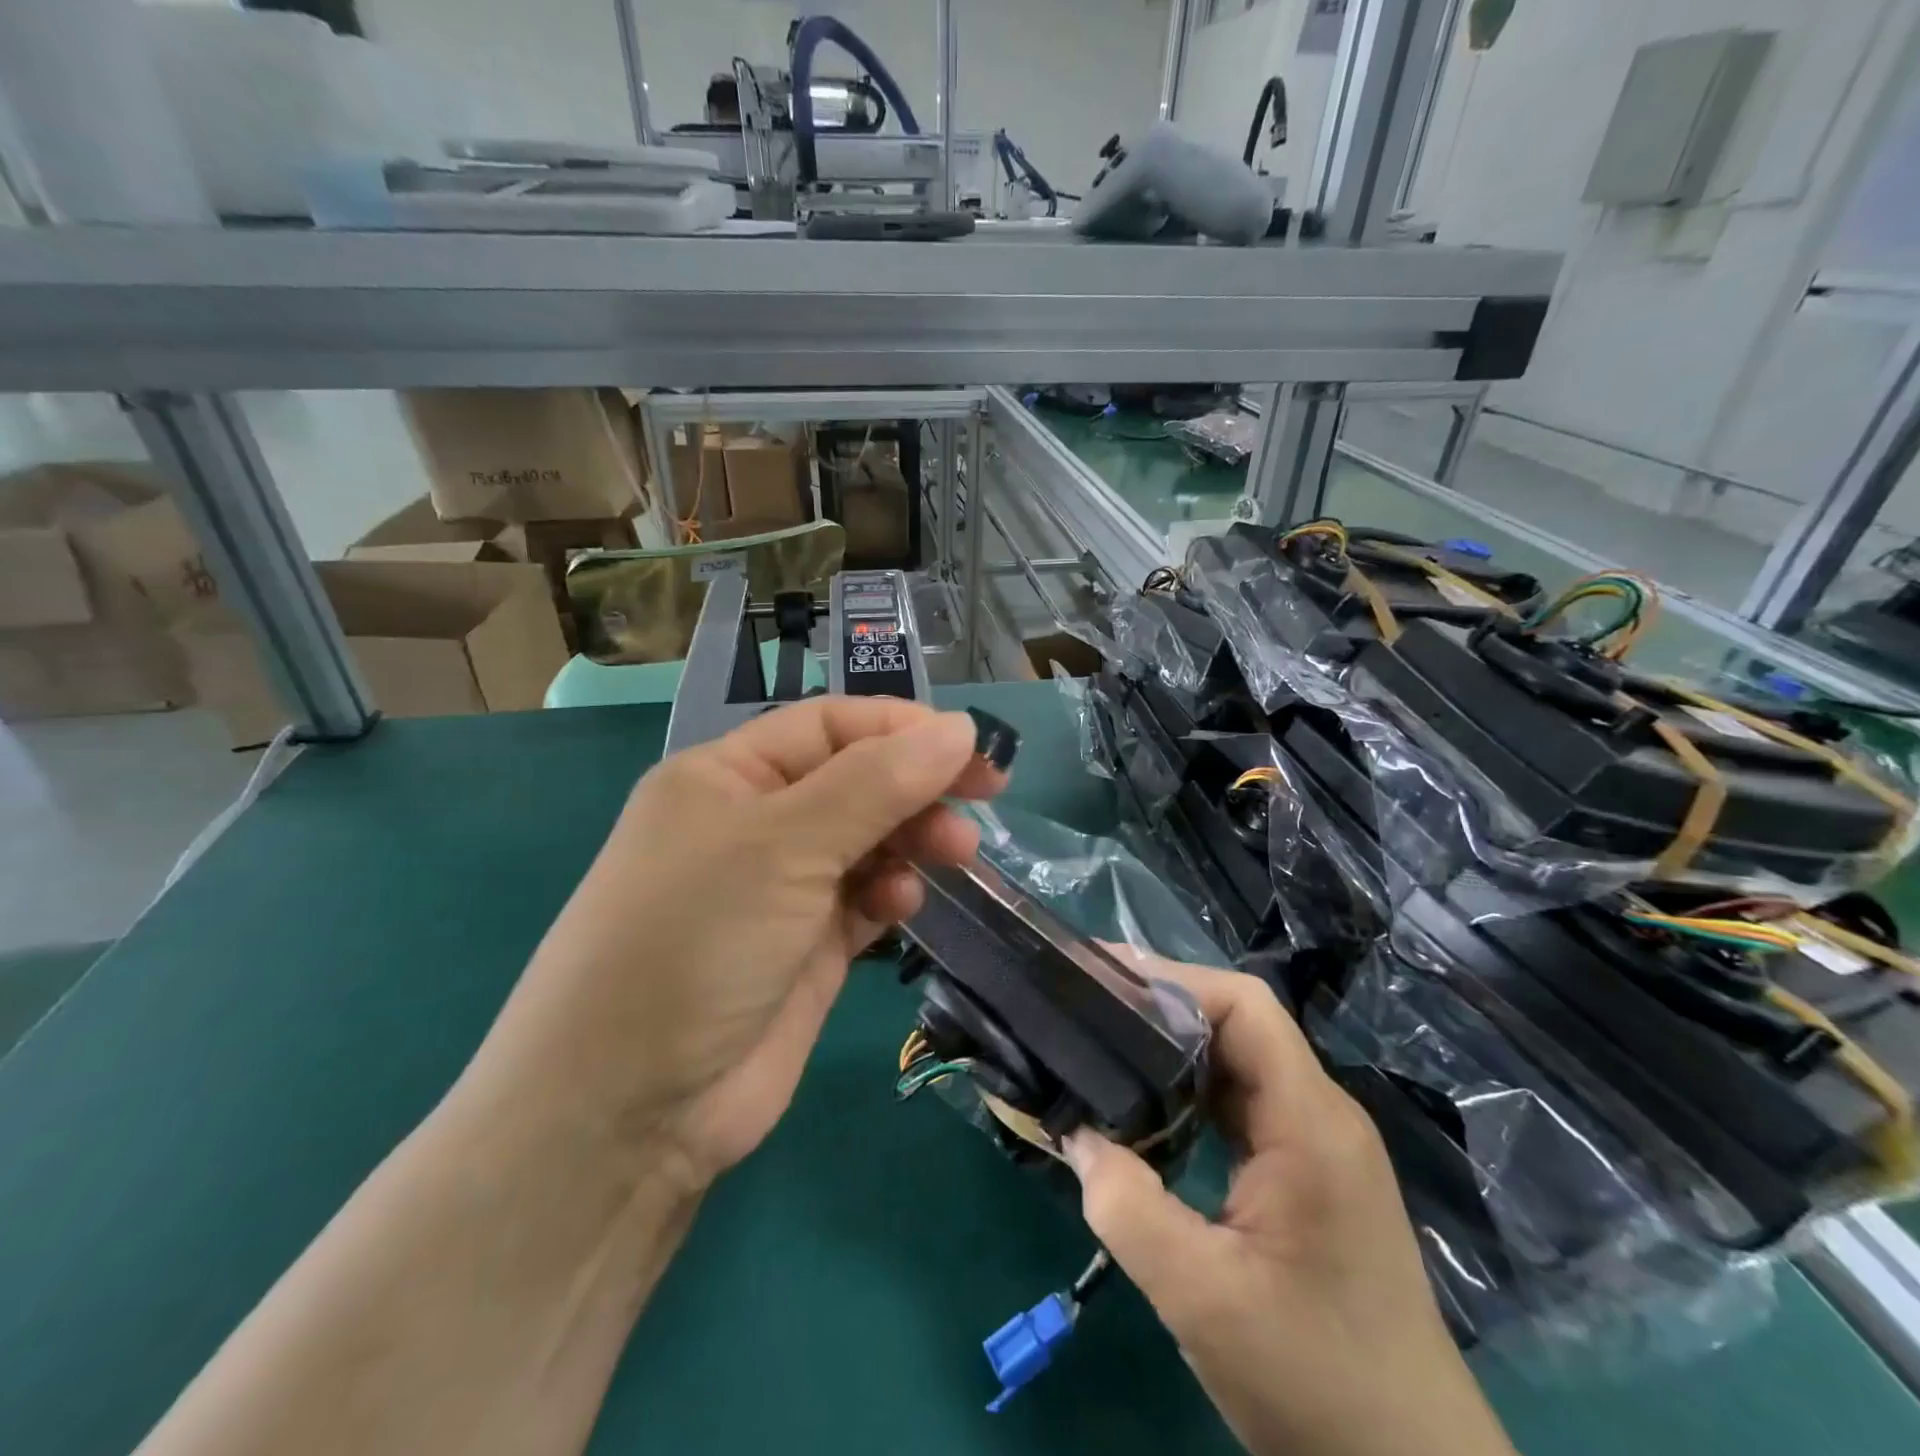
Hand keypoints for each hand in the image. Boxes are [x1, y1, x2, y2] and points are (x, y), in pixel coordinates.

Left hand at [462, 698, 1005, 1187]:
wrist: (628, 1111)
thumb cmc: (695, 941)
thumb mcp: (785, 845)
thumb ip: (877, 784)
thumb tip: (959, 728)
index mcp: (727, 776)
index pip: (830, 726)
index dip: (902, 729)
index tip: (971, 747)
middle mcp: (752, 824)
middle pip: (855, 780)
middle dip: (917, 784)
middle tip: (985, 796)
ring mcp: (779, 889)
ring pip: (866, 839)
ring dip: (911, 838)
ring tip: (954, 853)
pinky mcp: (804, 947)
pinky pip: (862, 897)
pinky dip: (889, 892)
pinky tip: (899, 905)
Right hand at [1064, 954, 1514, 1455]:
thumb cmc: (1317, 1383)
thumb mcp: (1202, 1298)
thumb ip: (1127, 1207)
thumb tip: (1075, 1136)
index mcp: (1309, 1121)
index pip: (1244, 1005)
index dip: (1174, 978)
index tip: (1104, 978)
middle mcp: (1318, 1115)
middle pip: (1237, 1025)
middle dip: (1160, 1005)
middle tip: (1087, 1005)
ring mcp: (1316, 1146)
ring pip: (1236, 1064)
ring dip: (1170, 1049)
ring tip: (1102, 1044)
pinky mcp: (1306, 1177)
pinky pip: (1239, 1107)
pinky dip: (1187, 1093)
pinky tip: (1145, 1110)